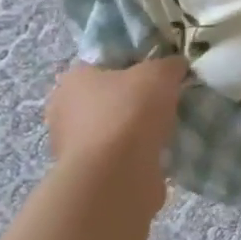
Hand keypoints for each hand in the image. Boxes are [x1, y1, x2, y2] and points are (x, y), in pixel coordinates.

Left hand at [43, 58, 186, 210]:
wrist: (116, 176)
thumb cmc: (130, 111)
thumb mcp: (161, 73)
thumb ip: (170, 65)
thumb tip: (176, 66)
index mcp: (73, 79)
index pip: (103, 64)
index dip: (132, 65)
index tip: (157, 74)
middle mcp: (64, 111)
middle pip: (107, 98)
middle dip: (133, 101)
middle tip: (165, 102)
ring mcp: (72, 147)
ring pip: (112, 130)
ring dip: (135, 132)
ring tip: (167, 130)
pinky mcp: (87, 176)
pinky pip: (117, 157)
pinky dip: (135, 156)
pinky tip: (158, 154)